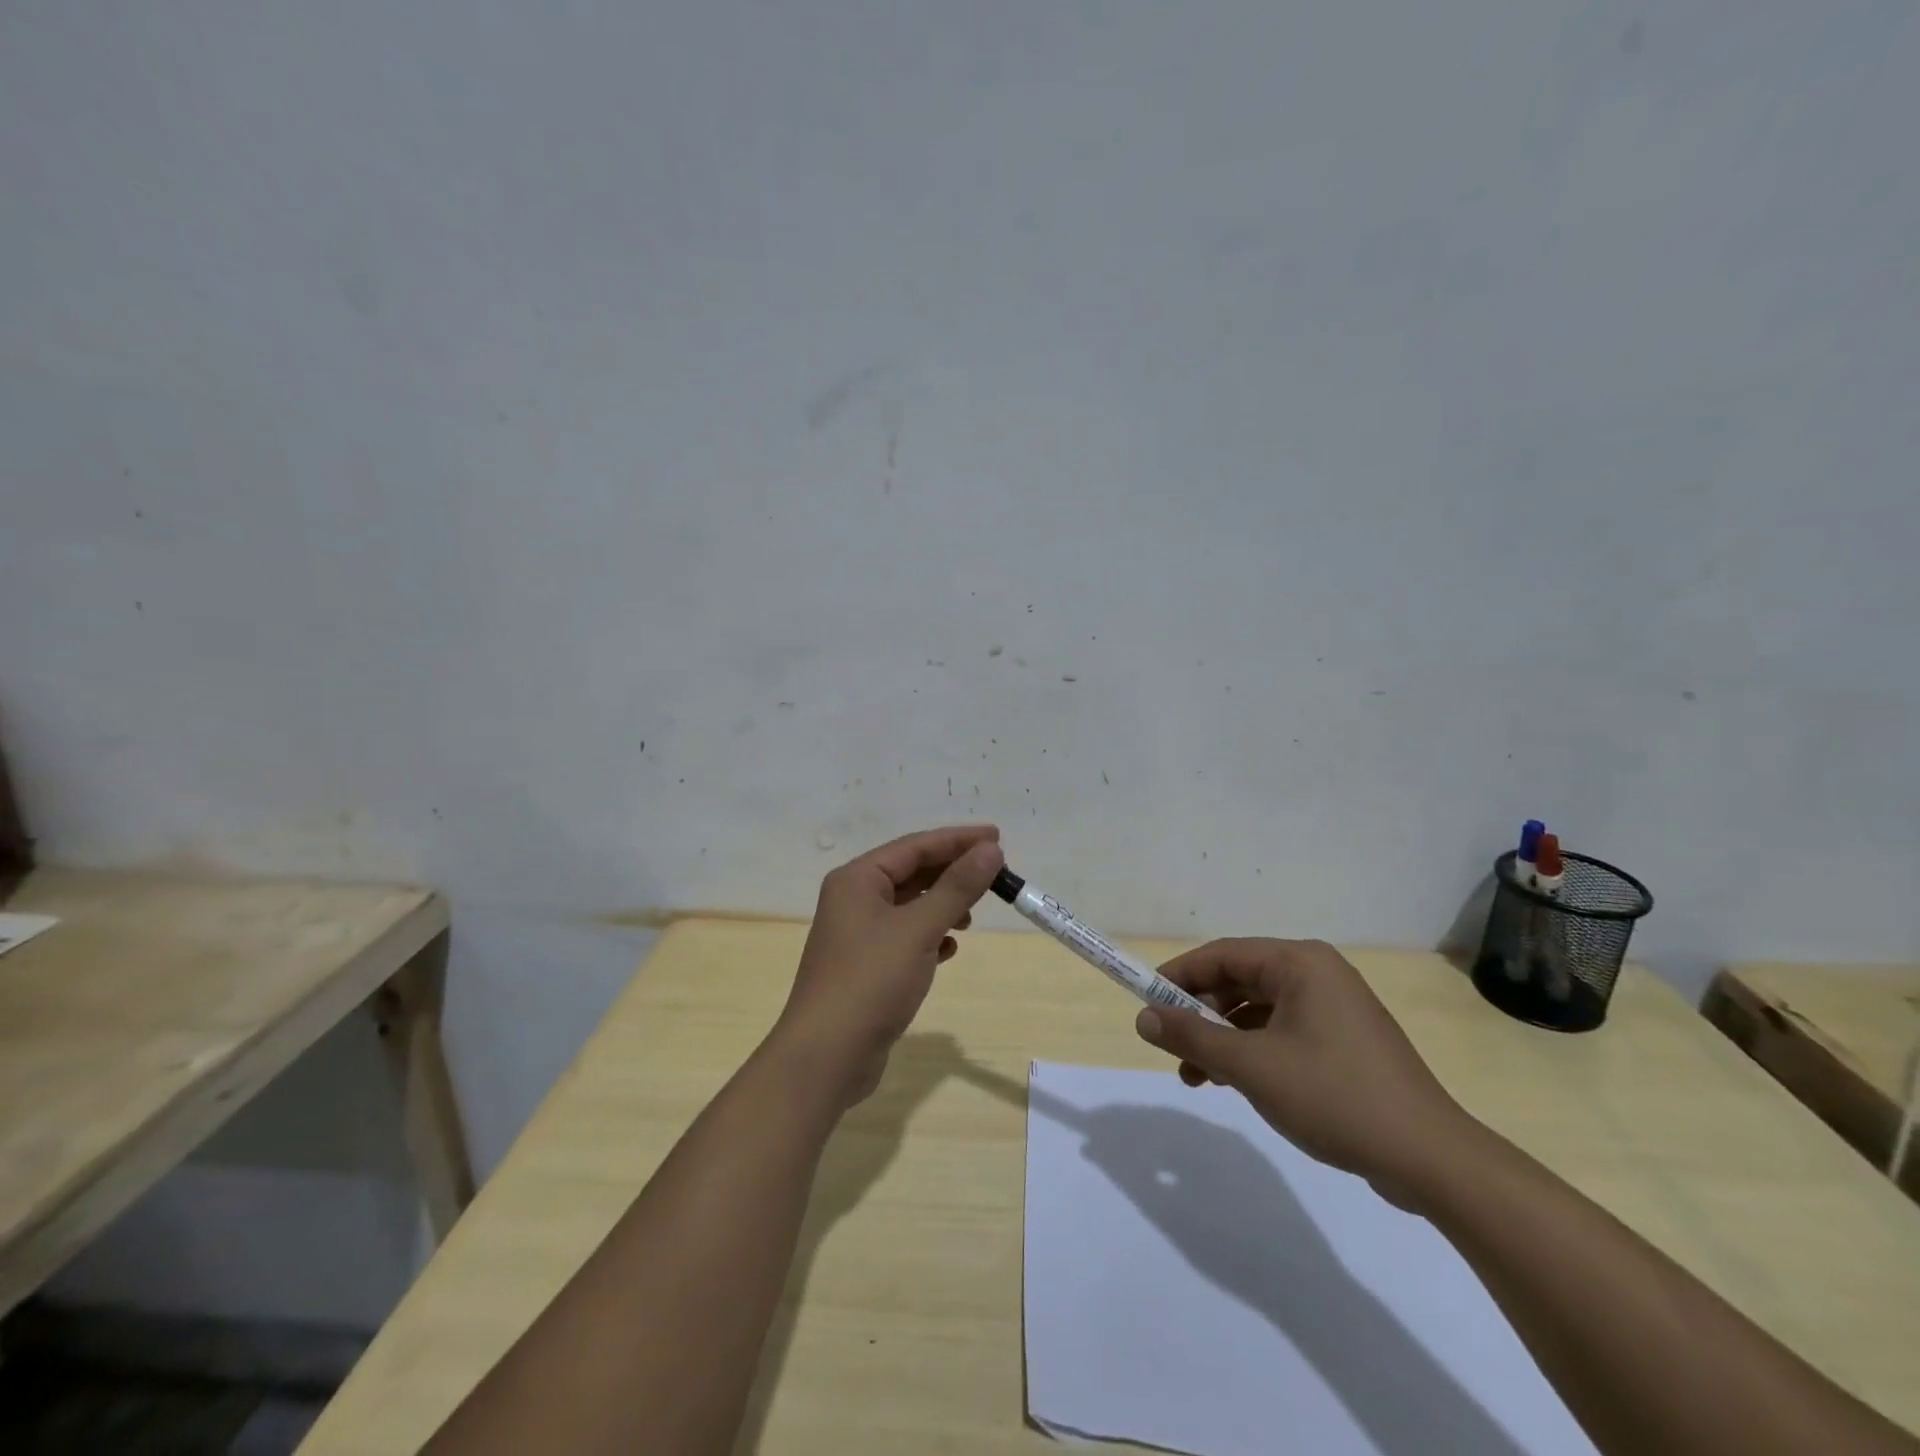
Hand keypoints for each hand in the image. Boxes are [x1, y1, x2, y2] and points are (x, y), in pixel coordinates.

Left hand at [773, 825, 1004, 1106]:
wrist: (826, 1056)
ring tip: (972, 915)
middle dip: (952, 873)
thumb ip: (956, 887)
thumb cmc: (871, 981)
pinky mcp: (866, 965)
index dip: (957, 840)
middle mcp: (854, 899)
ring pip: (909, 905)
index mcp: (857, 879)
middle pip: (911, 873)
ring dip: (942, 905)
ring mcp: (858, 934)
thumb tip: (990, 850)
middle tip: (995, 875)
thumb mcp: (919, 929)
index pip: (915, 846)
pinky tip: (950, 949)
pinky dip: (930, 936)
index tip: (998, 837)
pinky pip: (905, 936)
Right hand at [1133, 938, 1476, 1208]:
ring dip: (1223, 1039)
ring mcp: (1335, 1009)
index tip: (1145, 1002)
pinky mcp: (1345, 1043)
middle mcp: (1318, 974)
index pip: (1222, 954)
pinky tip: (1234, 1083)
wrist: (1430, 1159)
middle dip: (1200, 1015)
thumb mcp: (1251, 1066)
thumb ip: (1192, 1037)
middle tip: (1170, 1047)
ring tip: (1195, 1077)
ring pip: (1259, 1011)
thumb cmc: (1334, 1096)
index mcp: (1300, 962)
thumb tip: (1143, 1019)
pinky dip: (1252, 1052)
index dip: (1178, 976)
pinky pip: (1282, 1033)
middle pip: (1239, 981)